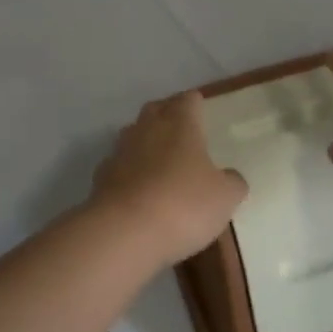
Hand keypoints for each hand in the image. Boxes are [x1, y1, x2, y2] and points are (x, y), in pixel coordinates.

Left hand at [92, 92, 247, 267]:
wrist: (124, 232)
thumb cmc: (183, 204)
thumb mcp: (224, 197)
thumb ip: (231, 182)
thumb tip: (230, 177)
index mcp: (180, 123)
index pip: (188, 100)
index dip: (196, 103)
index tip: (202, 110)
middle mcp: (147, 128)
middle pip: (157, 110)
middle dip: (168, 116)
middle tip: (183, 132)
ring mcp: (120, 151)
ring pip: (134, 135)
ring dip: (146, 143)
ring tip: (160, 162)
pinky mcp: (101, 177)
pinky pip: (118, 165)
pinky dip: (128, 172)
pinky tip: (137, 190)